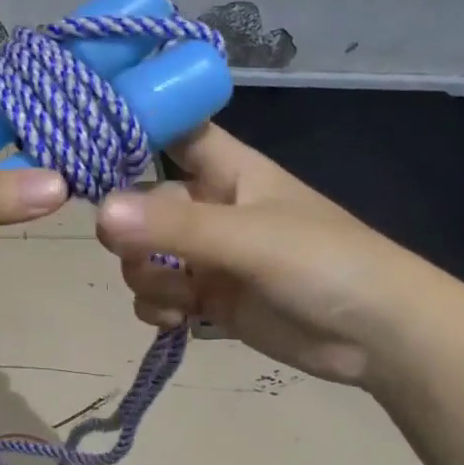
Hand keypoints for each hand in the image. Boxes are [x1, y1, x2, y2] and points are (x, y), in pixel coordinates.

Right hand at [94, 124, 416, 385]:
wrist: (380, 335)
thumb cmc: (323, 261)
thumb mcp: (248, 237)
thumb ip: (175, 226)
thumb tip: (99, 214)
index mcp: (226, 170)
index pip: (170, 130)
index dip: (131, 129)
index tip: (83, 147)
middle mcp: (211, 206)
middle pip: (142, 203)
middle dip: (130, 233)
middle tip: (142, 254)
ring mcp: (209, 255)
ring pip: (145, 255)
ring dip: (144, 277)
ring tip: (175, 298)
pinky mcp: (211, 298)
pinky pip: (160, 295)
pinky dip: (157, 308)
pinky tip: (176, 321)